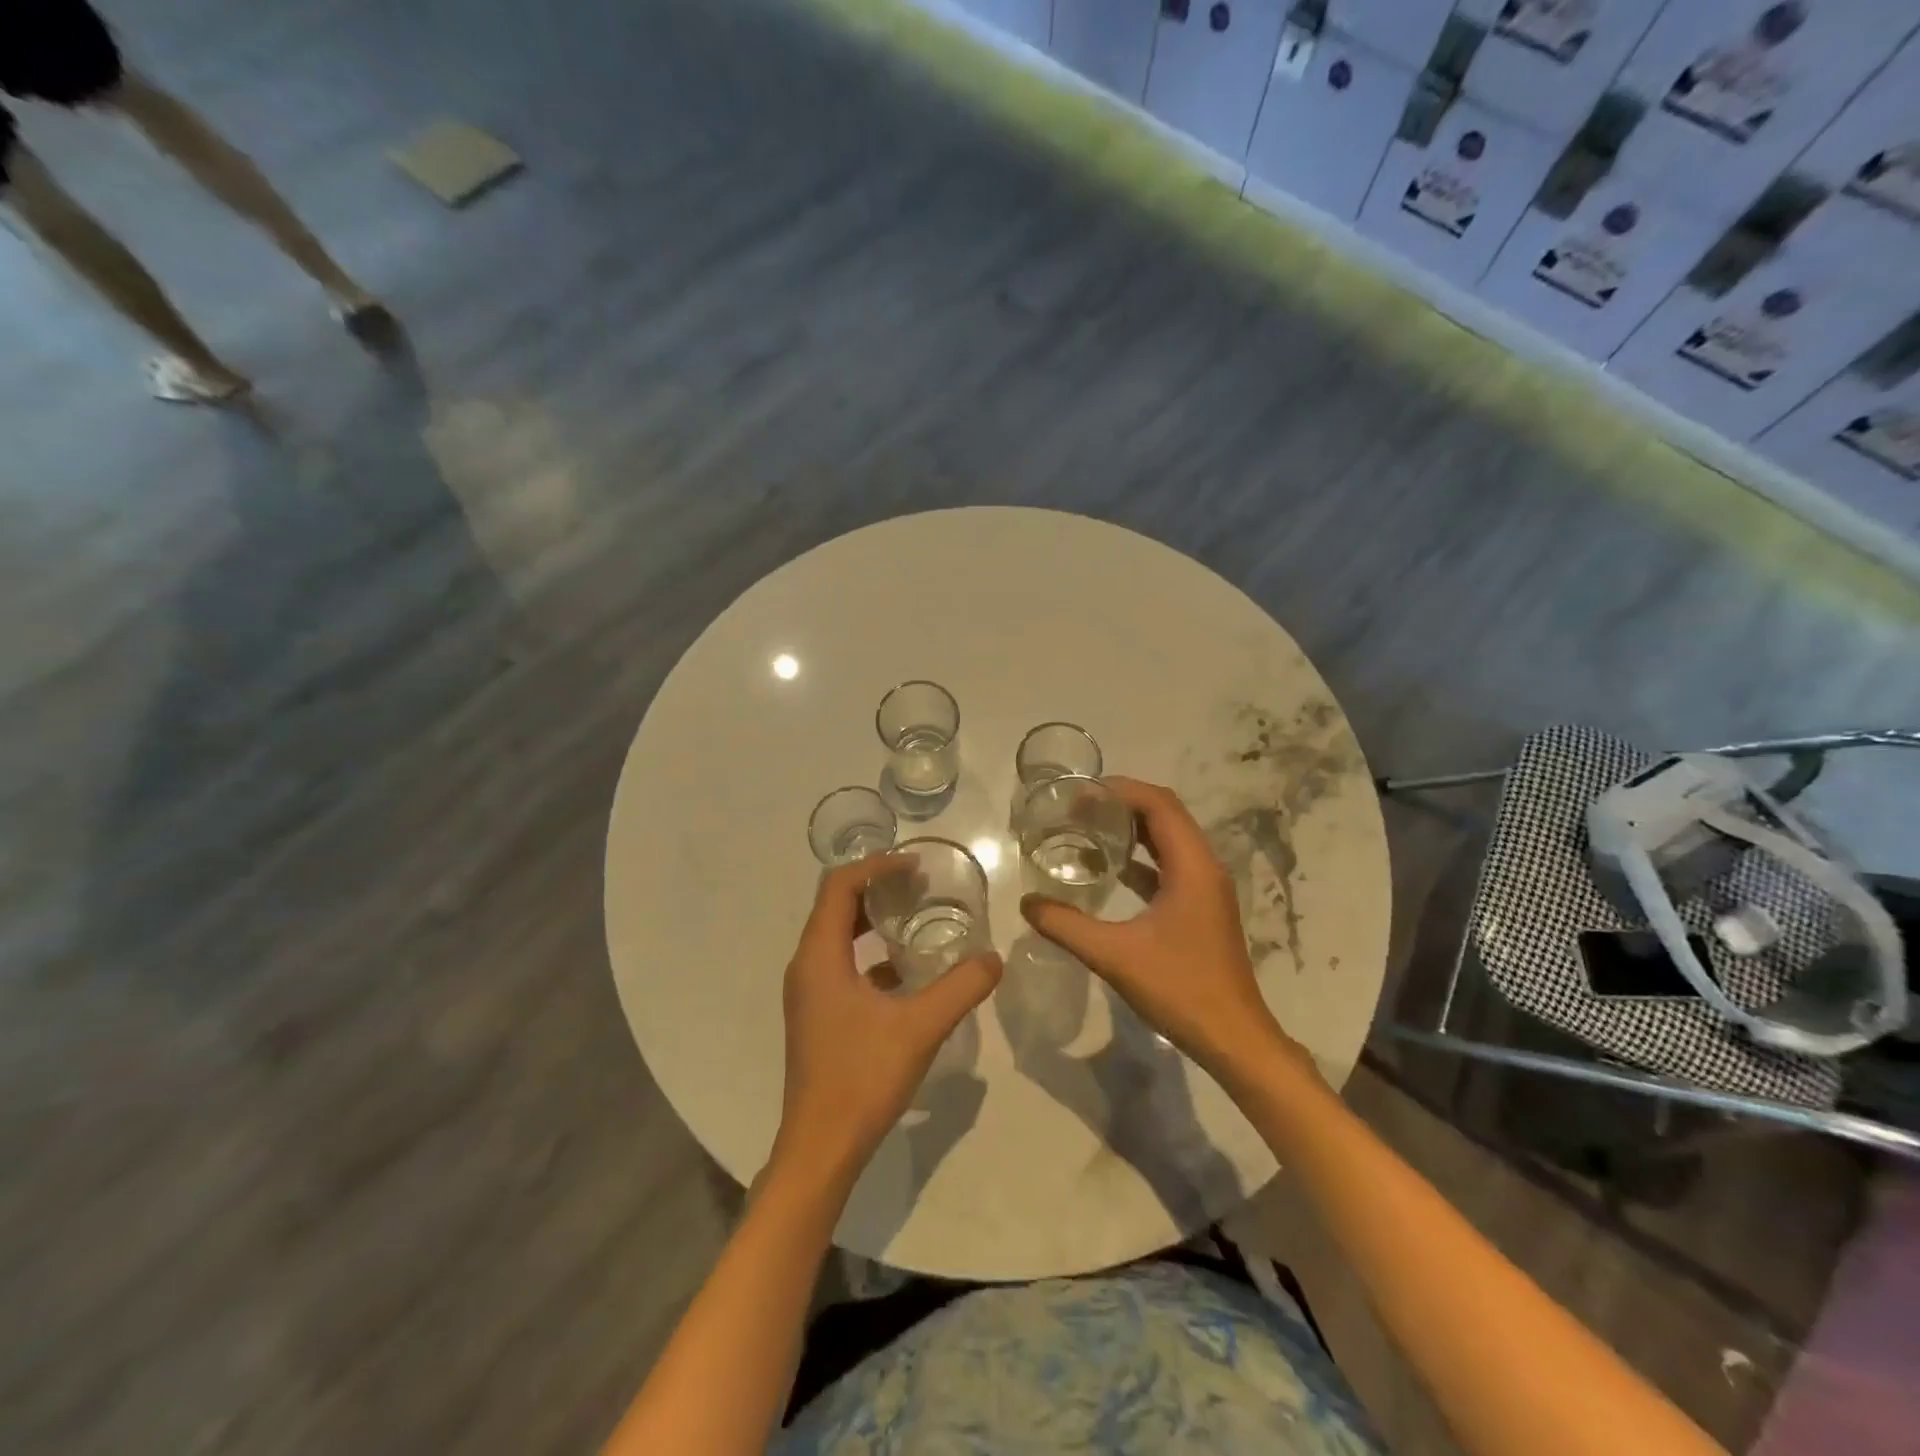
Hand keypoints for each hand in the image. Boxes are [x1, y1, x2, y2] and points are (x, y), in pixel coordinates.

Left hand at [772, 854, 1002, 1189]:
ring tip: (916, 915)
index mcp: (820, 956)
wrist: (821, 1147)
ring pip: (837, 936)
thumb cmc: (862, 1077)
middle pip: (836, 905)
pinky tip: (906, 970)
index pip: (839, 886)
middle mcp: (806, 966)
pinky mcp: (817, 1014)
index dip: (876, 866)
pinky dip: (870, 953)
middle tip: (920, 885)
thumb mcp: (920, 1027)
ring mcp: (808, 992)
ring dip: (873, 919)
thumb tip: (994, 958)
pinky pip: (841, 964)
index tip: (915, 866)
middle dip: (876, 887)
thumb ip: (961, 988)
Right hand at [1020, 777, 1298, 1078]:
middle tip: (1078, 808)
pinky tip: (1110, 869)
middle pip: (1165, 814)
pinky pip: (1170, 865)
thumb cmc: (1180, 989)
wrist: (1233, 1038)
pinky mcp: (1201, 907)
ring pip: (1169, 839)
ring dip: (1132, 829)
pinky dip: (1141, 858)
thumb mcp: (1114, 956)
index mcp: (1192, 866)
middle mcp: (1204, 867)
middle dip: (1122, 804)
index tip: (1080, 793)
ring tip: (1088, 828)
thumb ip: (1066, 926)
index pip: (1158, 804)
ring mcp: (1206, 888)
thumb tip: (1027, 903)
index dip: (1120, 790)